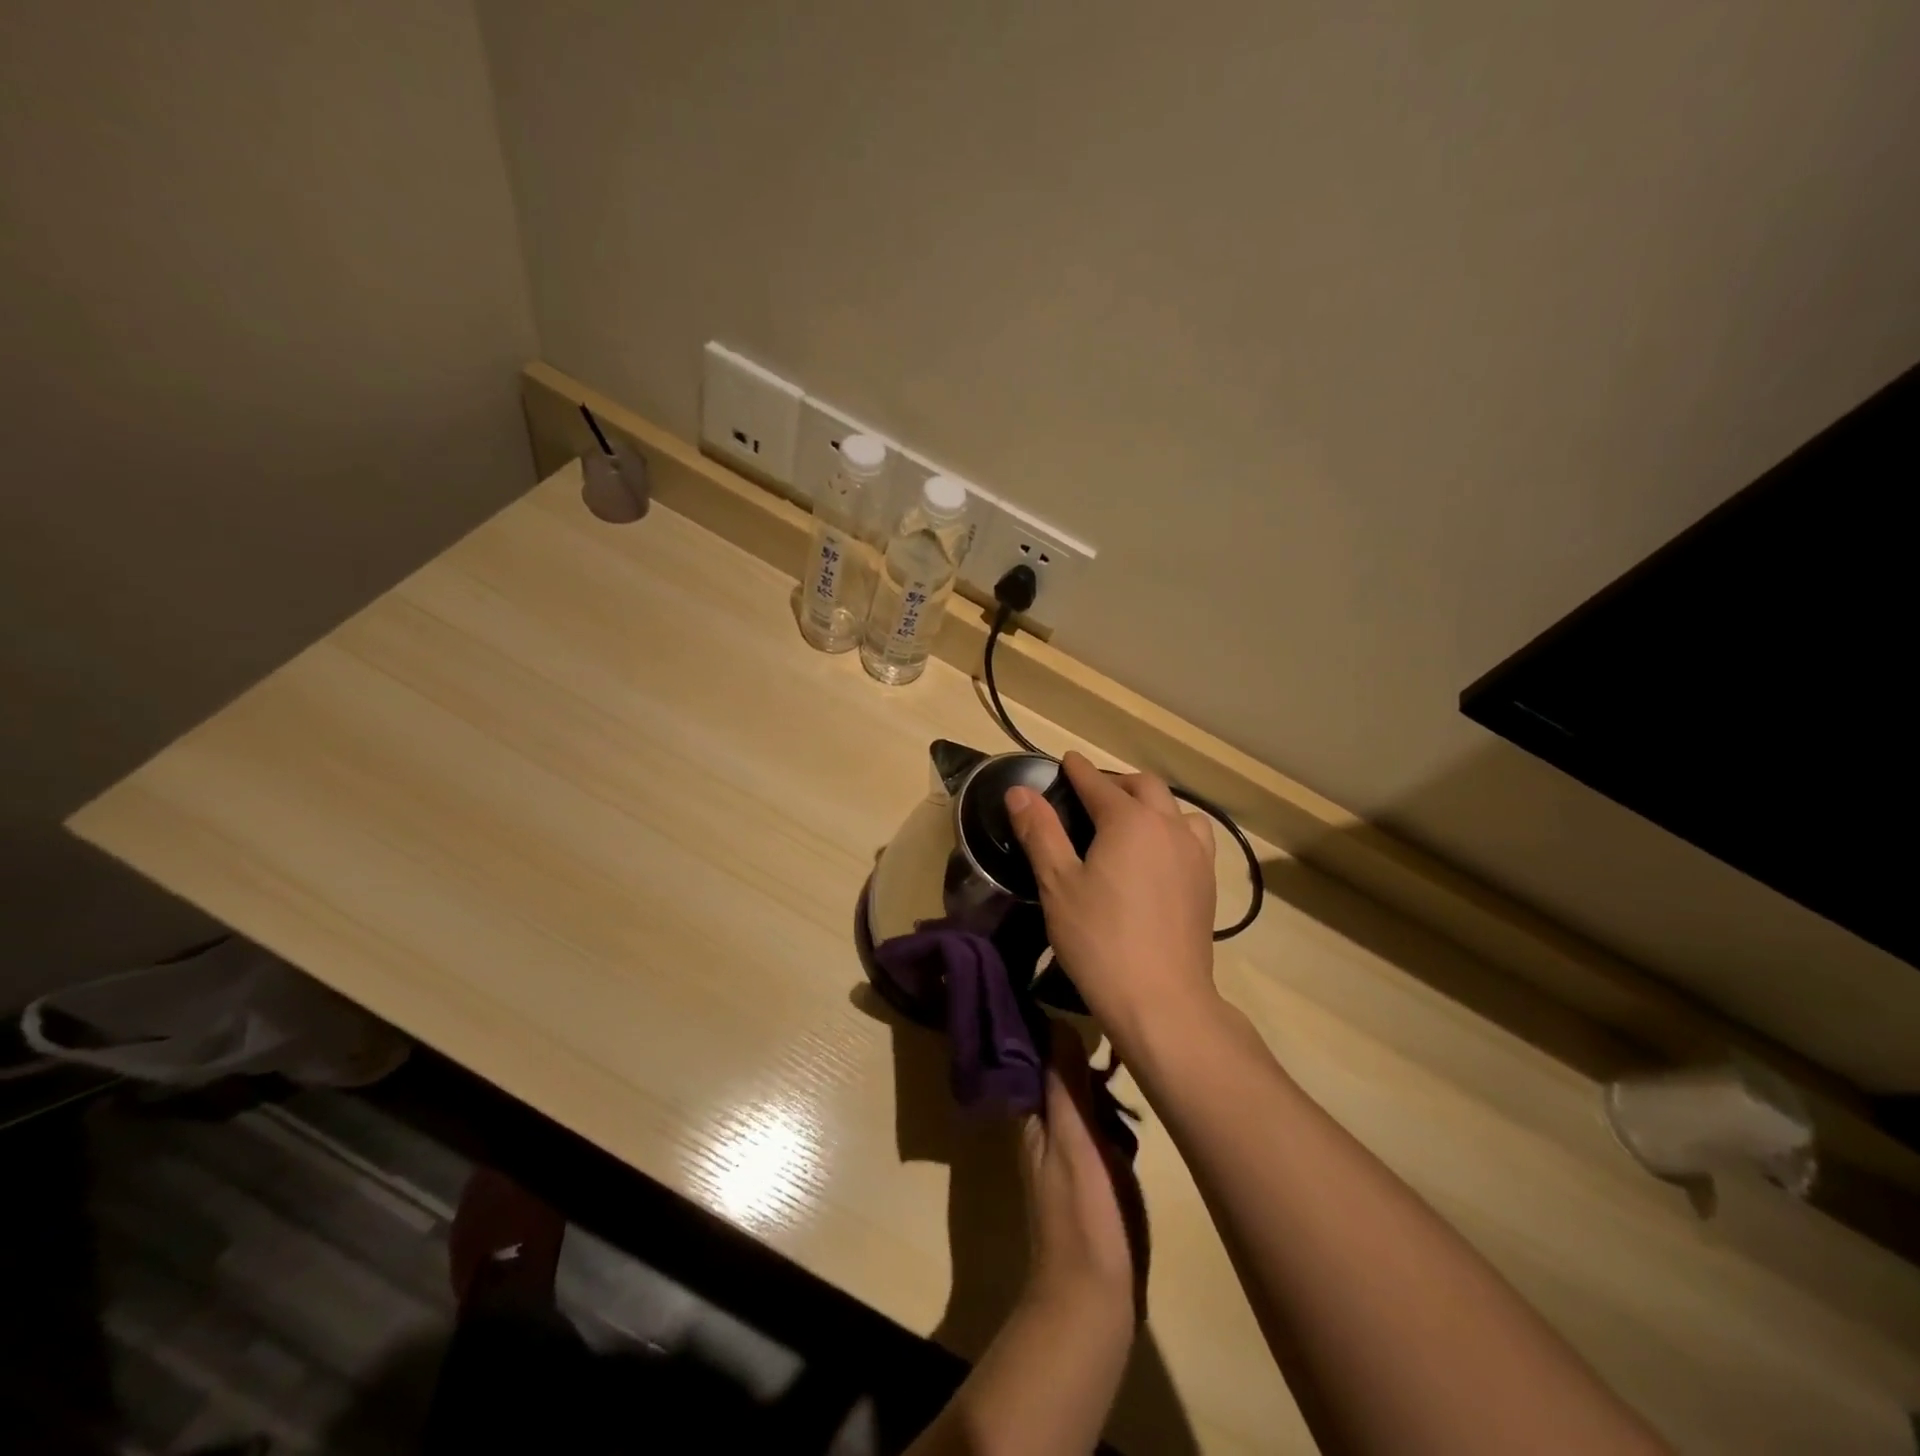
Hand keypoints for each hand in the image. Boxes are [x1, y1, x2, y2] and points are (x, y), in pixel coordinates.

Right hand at [1006, 752, 1218, 1050]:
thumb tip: (1020, 791)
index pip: (1098, 783)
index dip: (1079, 770)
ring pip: (1175, 809)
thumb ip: (1040, 831)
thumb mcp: (1058, 884)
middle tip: (1091, 793)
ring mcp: (1195, 854)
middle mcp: (1168, 826)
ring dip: (1150, 803)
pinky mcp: (1208, 882)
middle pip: (1144, 786)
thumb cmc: (1099, 939)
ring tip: (1129, 821)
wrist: (1161, 1000)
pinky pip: (1193, 836)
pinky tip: (1159, 853)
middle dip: (1116, 782)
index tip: (1066, 760)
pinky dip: (1173, 828)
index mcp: (1129, 820)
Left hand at [1022, 1021, 1147, 1322]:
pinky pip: (1098, 1131)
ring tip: (1128, 1059)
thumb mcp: (1073, 1140)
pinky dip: (1111, 1117)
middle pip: (1061, 1080)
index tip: (1078, 1000)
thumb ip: (1065, 1086)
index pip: (1037, 1059)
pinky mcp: (1091, 1178)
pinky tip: (1130, 1111)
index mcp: (1033, 1119)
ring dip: (1100, 1087)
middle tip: (1117, 1033)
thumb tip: (1057, 1023)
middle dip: (1084, 1059)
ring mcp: (1068, 1156)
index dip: (1053, 1032)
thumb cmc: (1082, 1214)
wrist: (1093, 1301)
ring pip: (1082, 1105)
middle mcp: (1044, 1132)